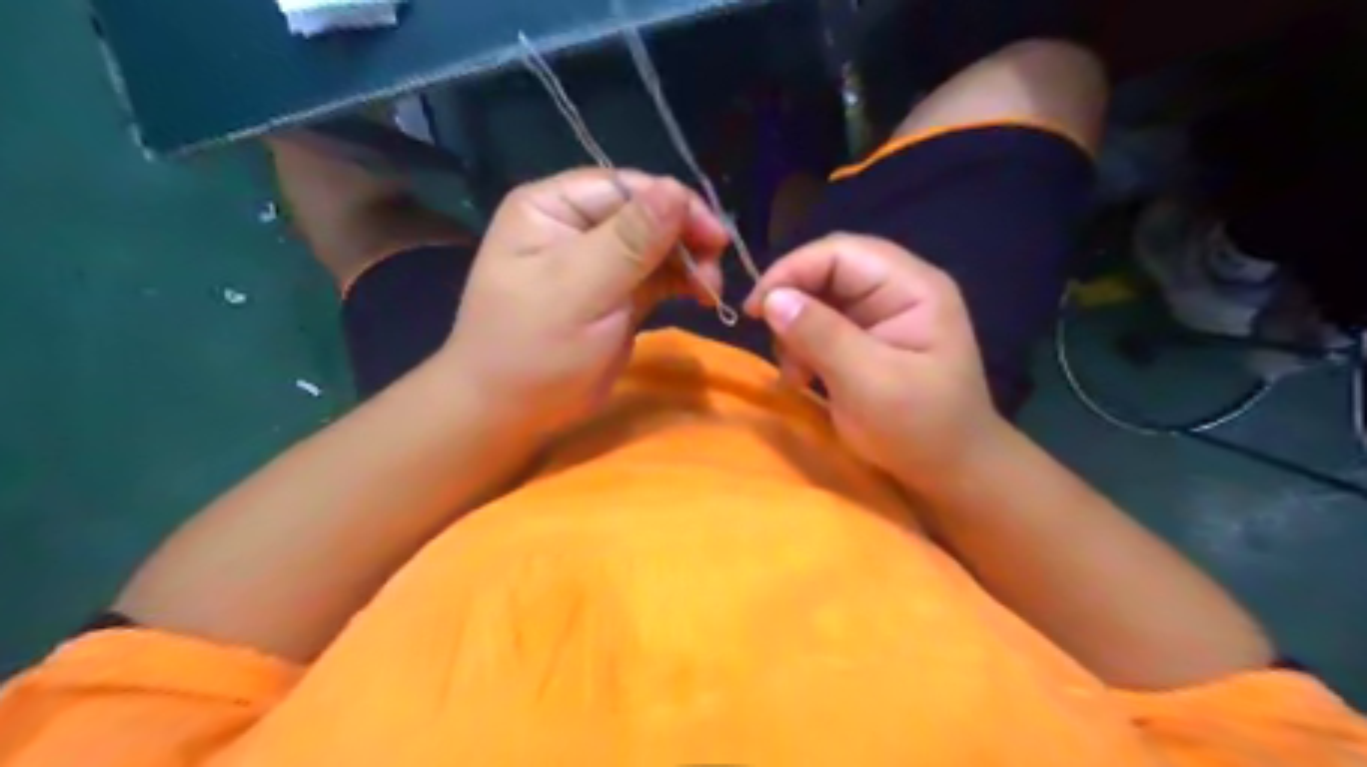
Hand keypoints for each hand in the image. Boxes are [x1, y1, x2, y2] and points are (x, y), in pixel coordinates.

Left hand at [448, 168, 723, 438]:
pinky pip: (658, 275)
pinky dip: (683, 281)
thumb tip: (676, 188)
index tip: (715, 238)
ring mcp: (598, 260)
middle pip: (646, 213)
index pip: (624, 187)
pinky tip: (701, 295)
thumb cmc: (534, 350)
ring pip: (658, 245)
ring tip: (709, 291)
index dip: (674, 205)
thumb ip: (629, 241)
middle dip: (685, 237)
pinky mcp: (617, 294)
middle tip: (715, 271)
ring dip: (689, 262)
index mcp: (552, 207)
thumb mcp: (580, 291)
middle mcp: (576, 225)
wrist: (512, 413)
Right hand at [747, 231, 1001, 486]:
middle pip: (828, 270)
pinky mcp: (867, 338)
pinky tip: (803, 377)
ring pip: (819, 297)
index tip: (756, 309)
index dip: (792, 270)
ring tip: (796, 373)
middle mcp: (897, 288)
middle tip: (771, 341)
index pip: (841, 252)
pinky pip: (822, 324)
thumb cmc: (920, 429)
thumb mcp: (869, 383)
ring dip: (795, 330)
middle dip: (793, 302)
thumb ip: (821, 336)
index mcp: (912, 287)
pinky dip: (803, 346)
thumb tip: (772, 298)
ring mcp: (882, 313)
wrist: (951, 473)